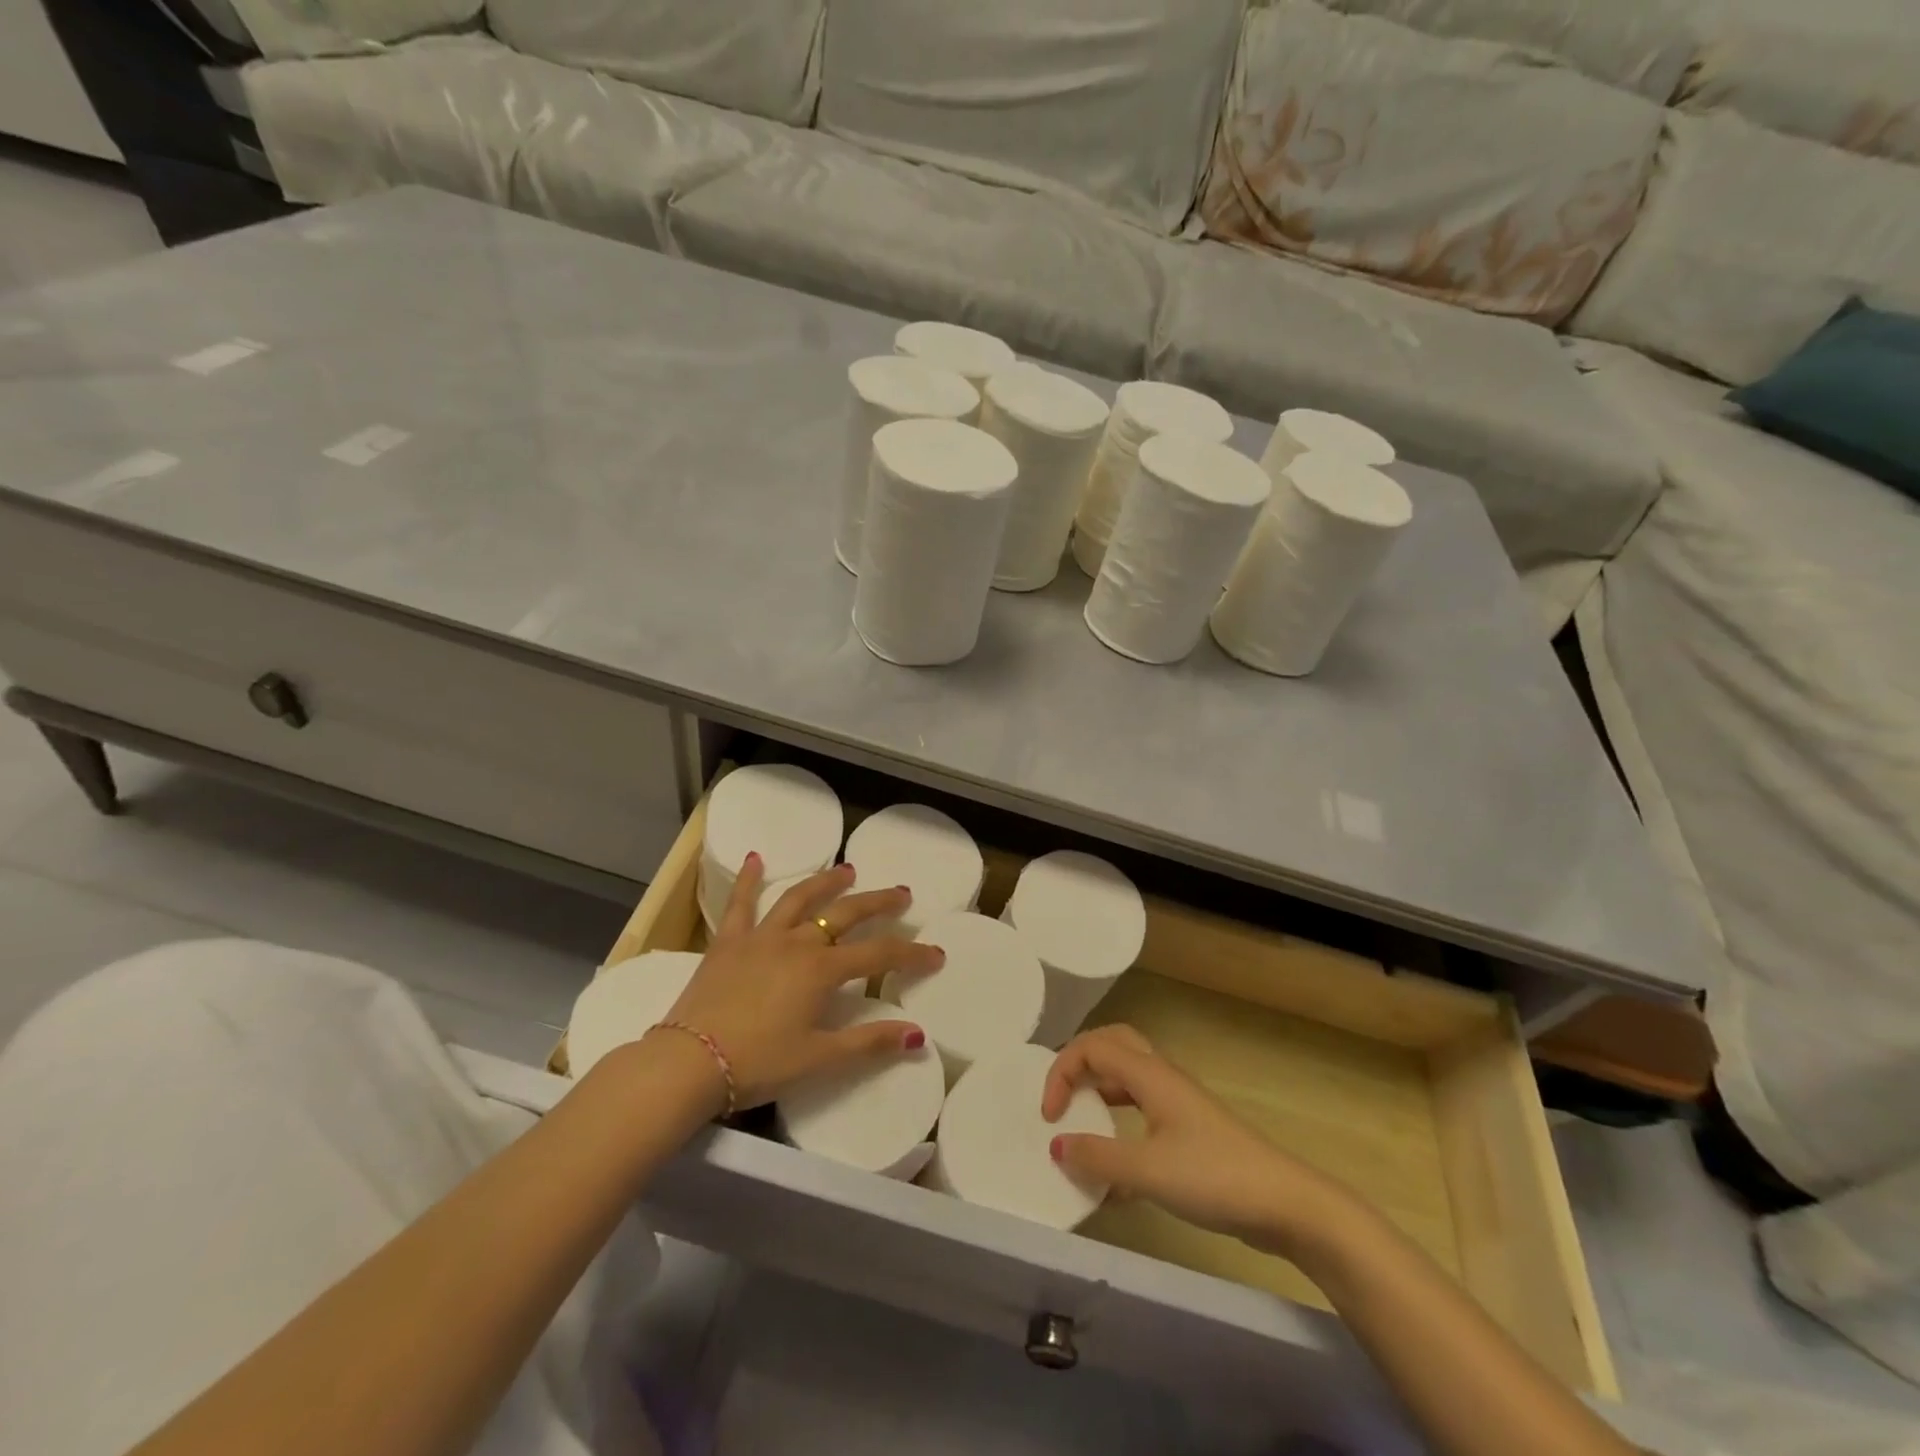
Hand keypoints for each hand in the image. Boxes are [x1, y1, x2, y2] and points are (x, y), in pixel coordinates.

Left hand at [656, 854, 944, 1110]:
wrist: (688, 1062)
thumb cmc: (758, 1063)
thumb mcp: (818, 1058)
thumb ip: (868, 1043)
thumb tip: (918, 1035)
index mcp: (822, 971)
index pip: (879, 956)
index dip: (912, 954)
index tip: (936, 953)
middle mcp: (797, 943)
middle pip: (845, 914)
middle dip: (878, 902)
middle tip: (901, 893)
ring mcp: (761, 937)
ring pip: (800, 898)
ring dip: (826, 882)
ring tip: (847, 870)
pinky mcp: (728, 941)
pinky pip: (741, 903)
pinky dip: (750, 879)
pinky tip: (757, 857)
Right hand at [1041, 1025, 1355, 1259]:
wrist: (1284, 1204)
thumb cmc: (1214, 1177)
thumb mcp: (1148, 1171)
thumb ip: (1098, 1158)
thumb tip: (1056, 1145)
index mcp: (1150, 1075)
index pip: (1092, 1047)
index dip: (1061, 1072)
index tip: (1049, 1116)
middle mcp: (1161, 1078)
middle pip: (1111, 1045)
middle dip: (1078, 1063)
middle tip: (1060, 1097)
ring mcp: (1177, 1102)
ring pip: (1126, 1076)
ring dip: (1098, 1091)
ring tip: (1079, 1122)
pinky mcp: (1188, 1129)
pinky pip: (1141, 1109)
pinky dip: (1119, 1124)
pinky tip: (1113, 1170)